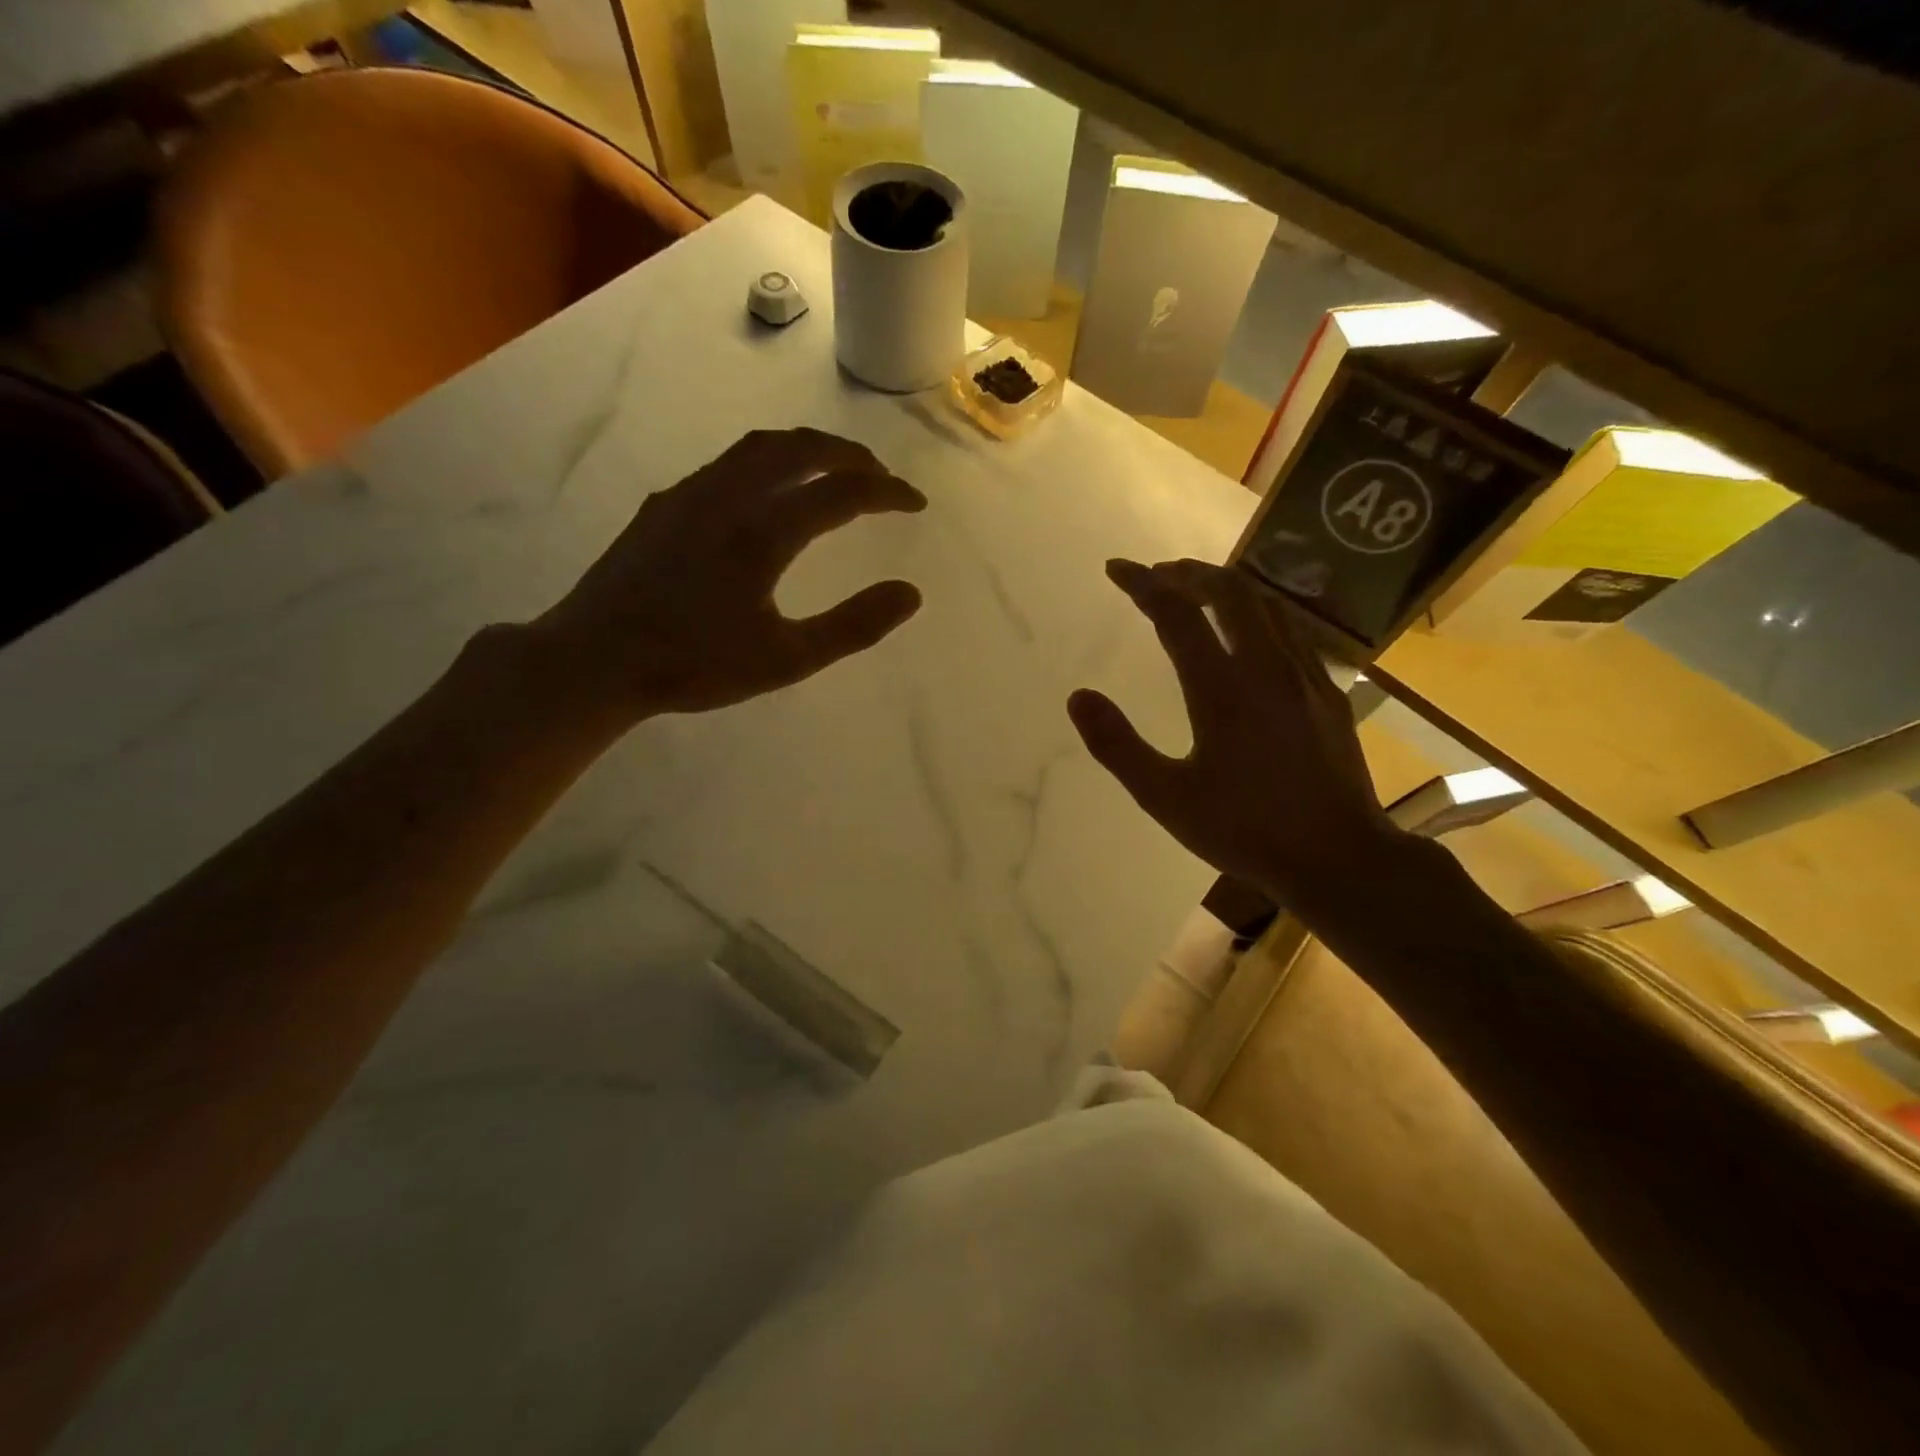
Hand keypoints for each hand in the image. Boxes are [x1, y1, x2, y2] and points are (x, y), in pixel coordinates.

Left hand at [529, 428, 925, 722]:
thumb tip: (910, 594)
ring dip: (805, 450)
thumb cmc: (695, 665)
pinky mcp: (664, 506)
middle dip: (848, 455)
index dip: (887, 492)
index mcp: (763, 532)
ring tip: (831, 469)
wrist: (595, 660)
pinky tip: (765, 492)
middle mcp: (728, 497)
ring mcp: (690, 495)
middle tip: (879, 474)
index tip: (915, 503)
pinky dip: (767, 463)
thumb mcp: (786, 659)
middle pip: (800, 449)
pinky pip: (727, 464)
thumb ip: (853, 626)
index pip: (842, 492)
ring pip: (758, 448)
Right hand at [1068, 558, 1402, 906]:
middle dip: (1188, 573)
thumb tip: (1078, 697)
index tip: (1116, 569)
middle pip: (1229, 591)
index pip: (1176, 614)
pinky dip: (1259, 612)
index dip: (1142, 584)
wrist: (1338, 857)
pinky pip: (1291, 629)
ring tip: (1197, 593)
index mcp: (1221, 690)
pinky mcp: (1328, 692)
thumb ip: (1117, 746)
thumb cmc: (1245, 830)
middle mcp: (1265, 668)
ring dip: (1226, 587)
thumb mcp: (1166, 798)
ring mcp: (1305, 676)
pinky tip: (1250, 632)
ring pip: (1266, 603)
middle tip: (1158, 576)